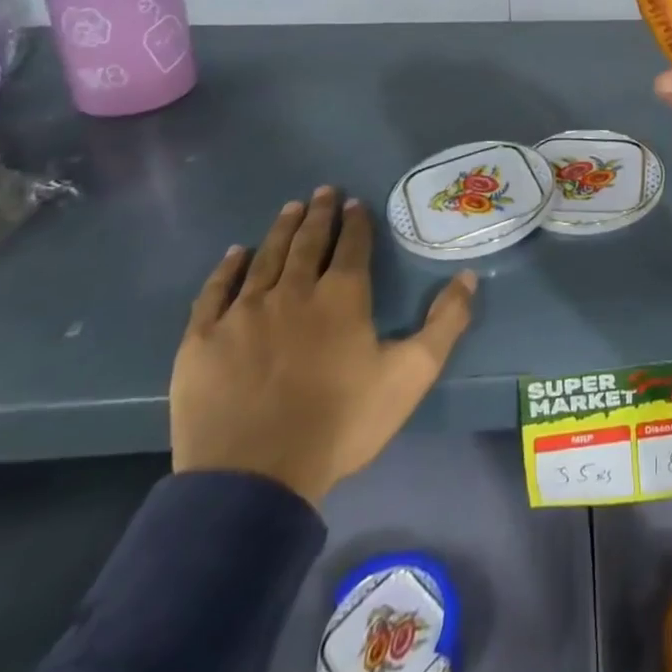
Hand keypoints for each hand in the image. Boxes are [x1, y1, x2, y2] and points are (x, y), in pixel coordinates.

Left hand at [170, 187, 476, 507]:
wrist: (255, 480)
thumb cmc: (341, 424)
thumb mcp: (411, 375)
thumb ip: (445, 323)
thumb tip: (468, 275)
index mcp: (341, 297)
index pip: (352, 246)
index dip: (355, 222)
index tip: (354, 202)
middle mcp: (293, 292)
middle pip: (308, 243)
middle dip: (318, 214)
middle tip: (322, 191)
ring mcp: (243, 313)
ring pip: (265, 258)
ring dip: (281, 231)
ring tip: (290, 208)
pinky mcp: (203, 340)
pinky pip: (215, 292)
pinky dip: (227, 269)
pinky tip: (236, 254)